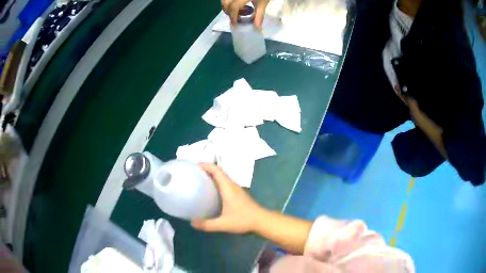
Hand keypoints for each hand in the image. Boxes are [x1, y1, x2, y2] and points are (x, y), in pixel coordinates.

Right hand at [191, 163, 266, 232]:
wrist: (261, 220)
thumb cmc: (243, 220)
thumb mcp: (223, 224)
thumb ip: (207, 224)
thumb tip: (192, 222)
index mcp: (228, 187)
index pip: (216, 170)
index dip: (205, 165)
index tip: (194, 166)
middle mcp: (232, 185)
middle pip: (218, 171)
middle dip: (206, 169)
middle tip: (194, 173)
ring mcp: (236, 188)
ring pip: (223, 176)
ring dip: (212, 175)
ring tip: (200, 180)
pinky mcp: (238, 193)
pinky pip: (225, 182)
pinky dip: (217, 181)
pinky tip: (211, 191)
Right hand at [222, 0, 270, 27]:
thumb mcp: (263, 3)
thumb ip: (259, 15)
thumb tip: (257, 28)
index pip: (233, 7)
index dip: (233, 16)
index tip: (235, 24)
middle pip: (225, 3)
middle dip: (228, 11)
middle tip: (237, 16)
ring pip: (224, 0)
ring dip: (228, 6)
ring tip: (239, 9)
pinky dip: (230, 2)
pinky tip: (239, 3)